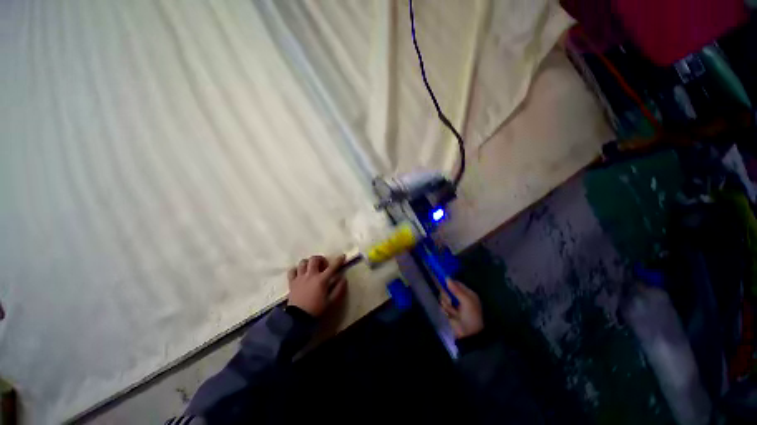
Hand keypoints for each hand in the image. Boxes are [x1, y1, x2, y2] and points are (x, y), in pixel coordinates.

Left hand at [287, 255, 347, 316]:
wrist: (298, 318)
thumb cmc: (316, 309)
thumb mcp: (331, 301)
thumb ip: (339, 289)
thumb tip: (343, 278)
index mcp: (321, 280)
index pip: (332, 267)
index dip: (338, 260)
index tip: (342, 256)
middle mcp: (310, 275)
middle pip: (314, 259)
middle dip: (320, 259)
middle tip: (324, 266)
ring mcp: (300, 277)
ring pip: (303, 262)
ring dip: (308, 263)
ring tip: (311, 268)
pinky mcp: (292, 282)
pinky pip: (292, 271)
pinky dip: (296, 270)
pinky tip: (300, 273)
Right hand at [441, 279, 483, 338]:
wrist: (468, 335)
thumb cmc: (471, 316)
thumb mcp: (467, 302)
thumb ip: (457, 290)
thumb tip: (447, 278)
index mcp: (467, 293)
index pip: (456, 283)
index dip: (449, 283)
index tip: (442, 283)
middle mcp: (460, 297)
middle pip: (447, 289)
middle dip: (447, 295)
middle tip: (450, 302)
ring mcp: (454, 303)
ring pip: (444, 297)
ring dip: (446, 304)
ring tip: (452, 311)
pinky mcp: (448, 310)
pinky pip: (442, 304)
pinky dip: (445, 309)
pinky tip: (449, 314)